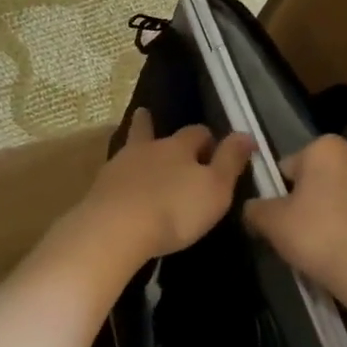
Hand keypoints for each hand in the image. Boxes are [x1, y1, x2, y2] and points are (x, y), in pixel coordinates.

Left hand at [67, 108, 253, 266]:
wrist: (115, 230)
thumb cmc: (175, 210)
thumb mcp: (216, 188)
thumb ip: (231, 160)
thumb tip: (246, 134)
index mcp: (179, 147)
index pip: (197, 133)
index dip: (207, 139)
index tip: (213, 149)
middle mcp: (148, 149)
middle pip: (152, 131)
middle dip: (154, 125)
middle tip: (149, 116)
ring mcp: (119, 167)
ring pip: (130, 150)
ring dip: (135, 148)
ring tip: (136, 149)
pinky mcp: (99, 190)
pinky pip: (114, 177)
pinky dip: (120, 177)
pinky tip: (120, 185)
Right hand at [243, 134, 346, 297]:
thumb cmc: (315, 233)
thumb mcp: (270, 221)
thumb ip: (254, 208)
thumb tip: (252, 208)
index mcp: (327, 146)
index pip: (289, 164)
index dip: (278, 191)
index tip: (277, 215)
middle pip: (318, 175)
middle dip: (307, 196)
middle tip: (295, 228)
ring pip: (341, 192)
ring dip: (330, 208)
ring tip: (318, 242)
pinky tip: (340, 248)